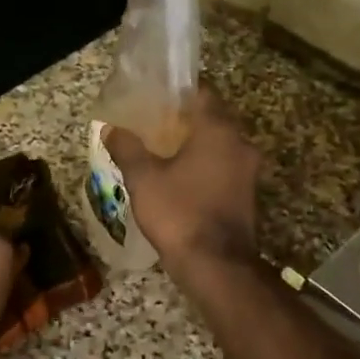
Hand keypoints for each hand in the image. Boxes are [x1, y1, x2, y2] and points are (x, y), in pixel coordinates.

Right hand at [105, 89, 260, 283]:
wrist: (215, 265)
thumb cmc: (179, 212)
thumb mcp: (143, 178)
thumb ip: (128, 149)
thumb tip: (111, 129)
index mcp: (218, 130)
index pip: (203, 94)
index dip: (179, 93)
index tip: (157, 97)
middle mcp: (240, 143)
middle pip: (214, 119)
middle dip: (186, 120)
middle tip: (155, 123)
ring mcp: (248, 171)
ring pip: (221, 145)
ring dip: (198, 145)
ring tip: (164, 150)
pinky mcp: (247, 194)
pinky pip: (225, 167)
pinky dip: (206, 166)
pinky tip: (181, 177)